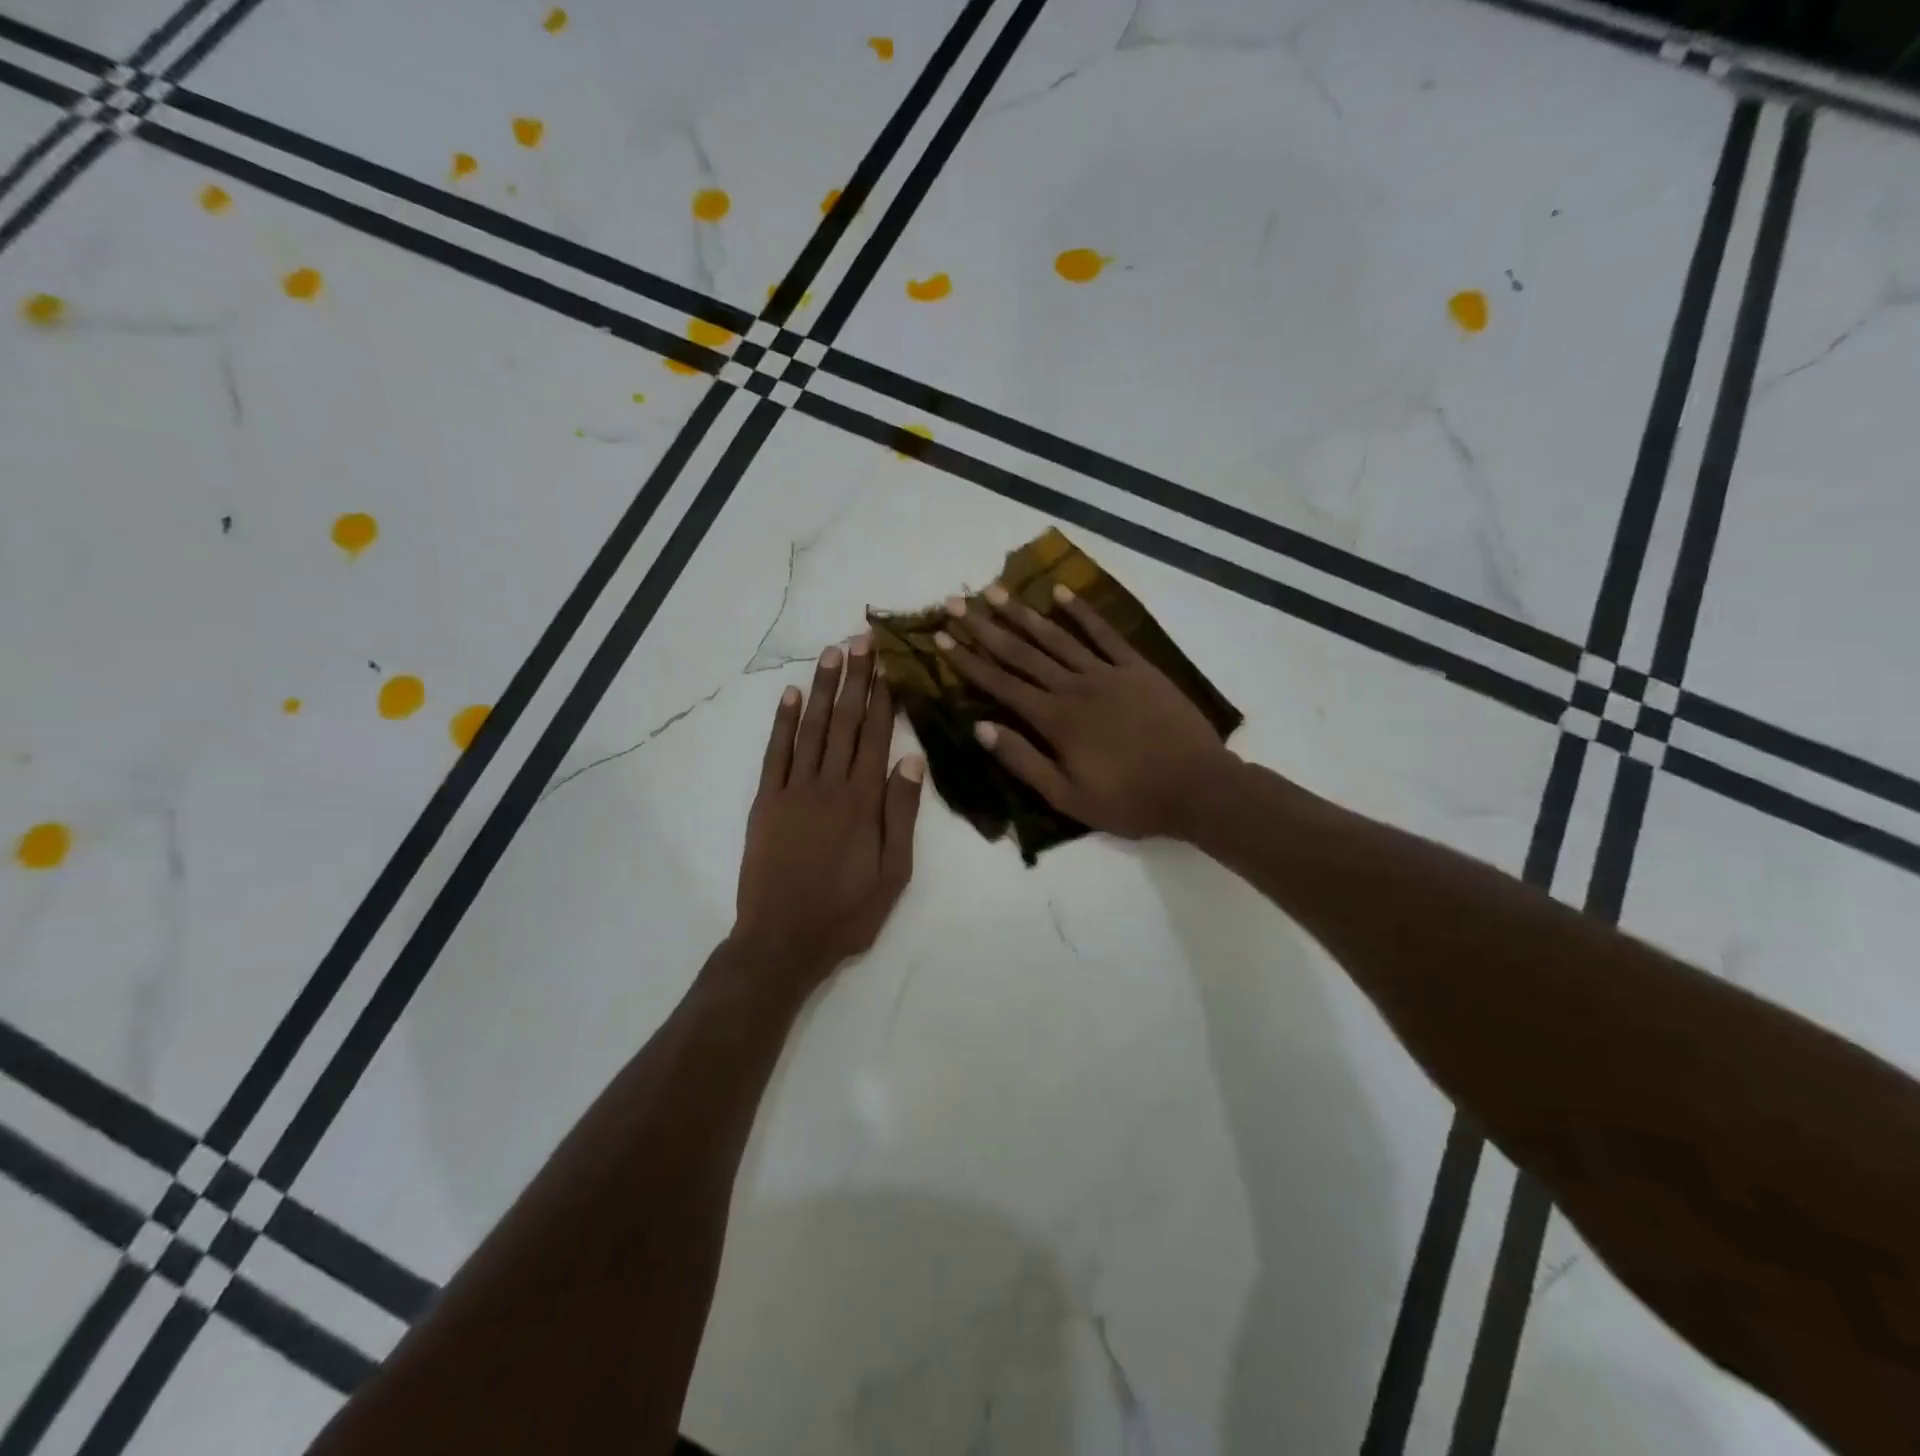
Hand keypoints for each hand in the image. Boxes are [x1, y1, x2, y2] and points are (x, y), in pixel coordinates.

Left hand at [732, 637, 924, 992]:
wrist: (783, 940)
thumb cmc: (847, 911)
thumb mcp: (894, 871)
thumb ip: (901, 814)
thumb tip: (912, 760)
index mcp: (863, 800)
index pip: (877, 735)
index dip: (884, 695)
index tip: (888, 661)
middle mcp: (829, 784)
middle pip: (846, 722)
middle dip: (856, 678)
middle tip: (862, 639)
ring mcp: (793, 790)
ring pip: (812, 728)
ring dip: (824, 689)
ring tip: (833, 653)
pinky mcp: (765, 802)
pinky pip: (775, 753)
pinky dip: (783, 722)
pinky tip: (792, 695)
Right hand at [936, 583, 1236, 841]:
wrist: (1197, 787)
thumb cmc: (1129, 799)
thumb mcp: (1068, 796)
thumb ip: (1023, 761)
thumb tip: (981, 728)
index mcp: (1055, 720)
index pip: (1001, 684)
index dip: (968, 661)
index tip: (941, 638)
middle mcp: (1074, 687)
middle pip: (1022, 653)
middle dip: (985, 627)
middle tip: (957, 602)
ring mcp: (1107, 672)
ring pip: (1057, 637)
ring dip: (1023, 613)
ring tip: (995, 590)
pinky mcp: (1137, 667)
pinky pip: (1104, 633)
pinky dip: (1082, 611)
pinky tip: (1061, 592)